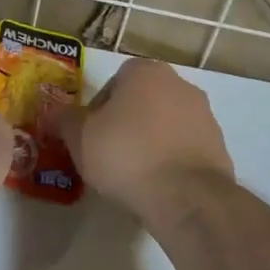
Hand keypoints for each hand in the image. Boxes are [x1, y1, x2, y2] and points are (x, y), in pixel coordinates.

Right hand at [47, 58, 233, 223]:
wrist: (187, 198)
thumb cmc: (126, 155)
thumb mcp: (79, 137)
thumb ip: (62, 119)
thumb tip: (50, 112)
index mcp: (145, 71)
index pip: (114, 82)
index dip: (98, 110)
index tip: (91, 136)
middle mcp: (179, 84)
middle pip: (141, 101)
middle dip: (126, 123)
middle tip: (108, 154)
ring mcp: (204, 116)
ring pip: (165, 124)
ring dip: (150, 142)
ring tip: (134, 175)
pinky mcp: (219, 147)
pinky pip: (184, 148)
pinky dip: (171, 161)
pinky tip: (158, 185)